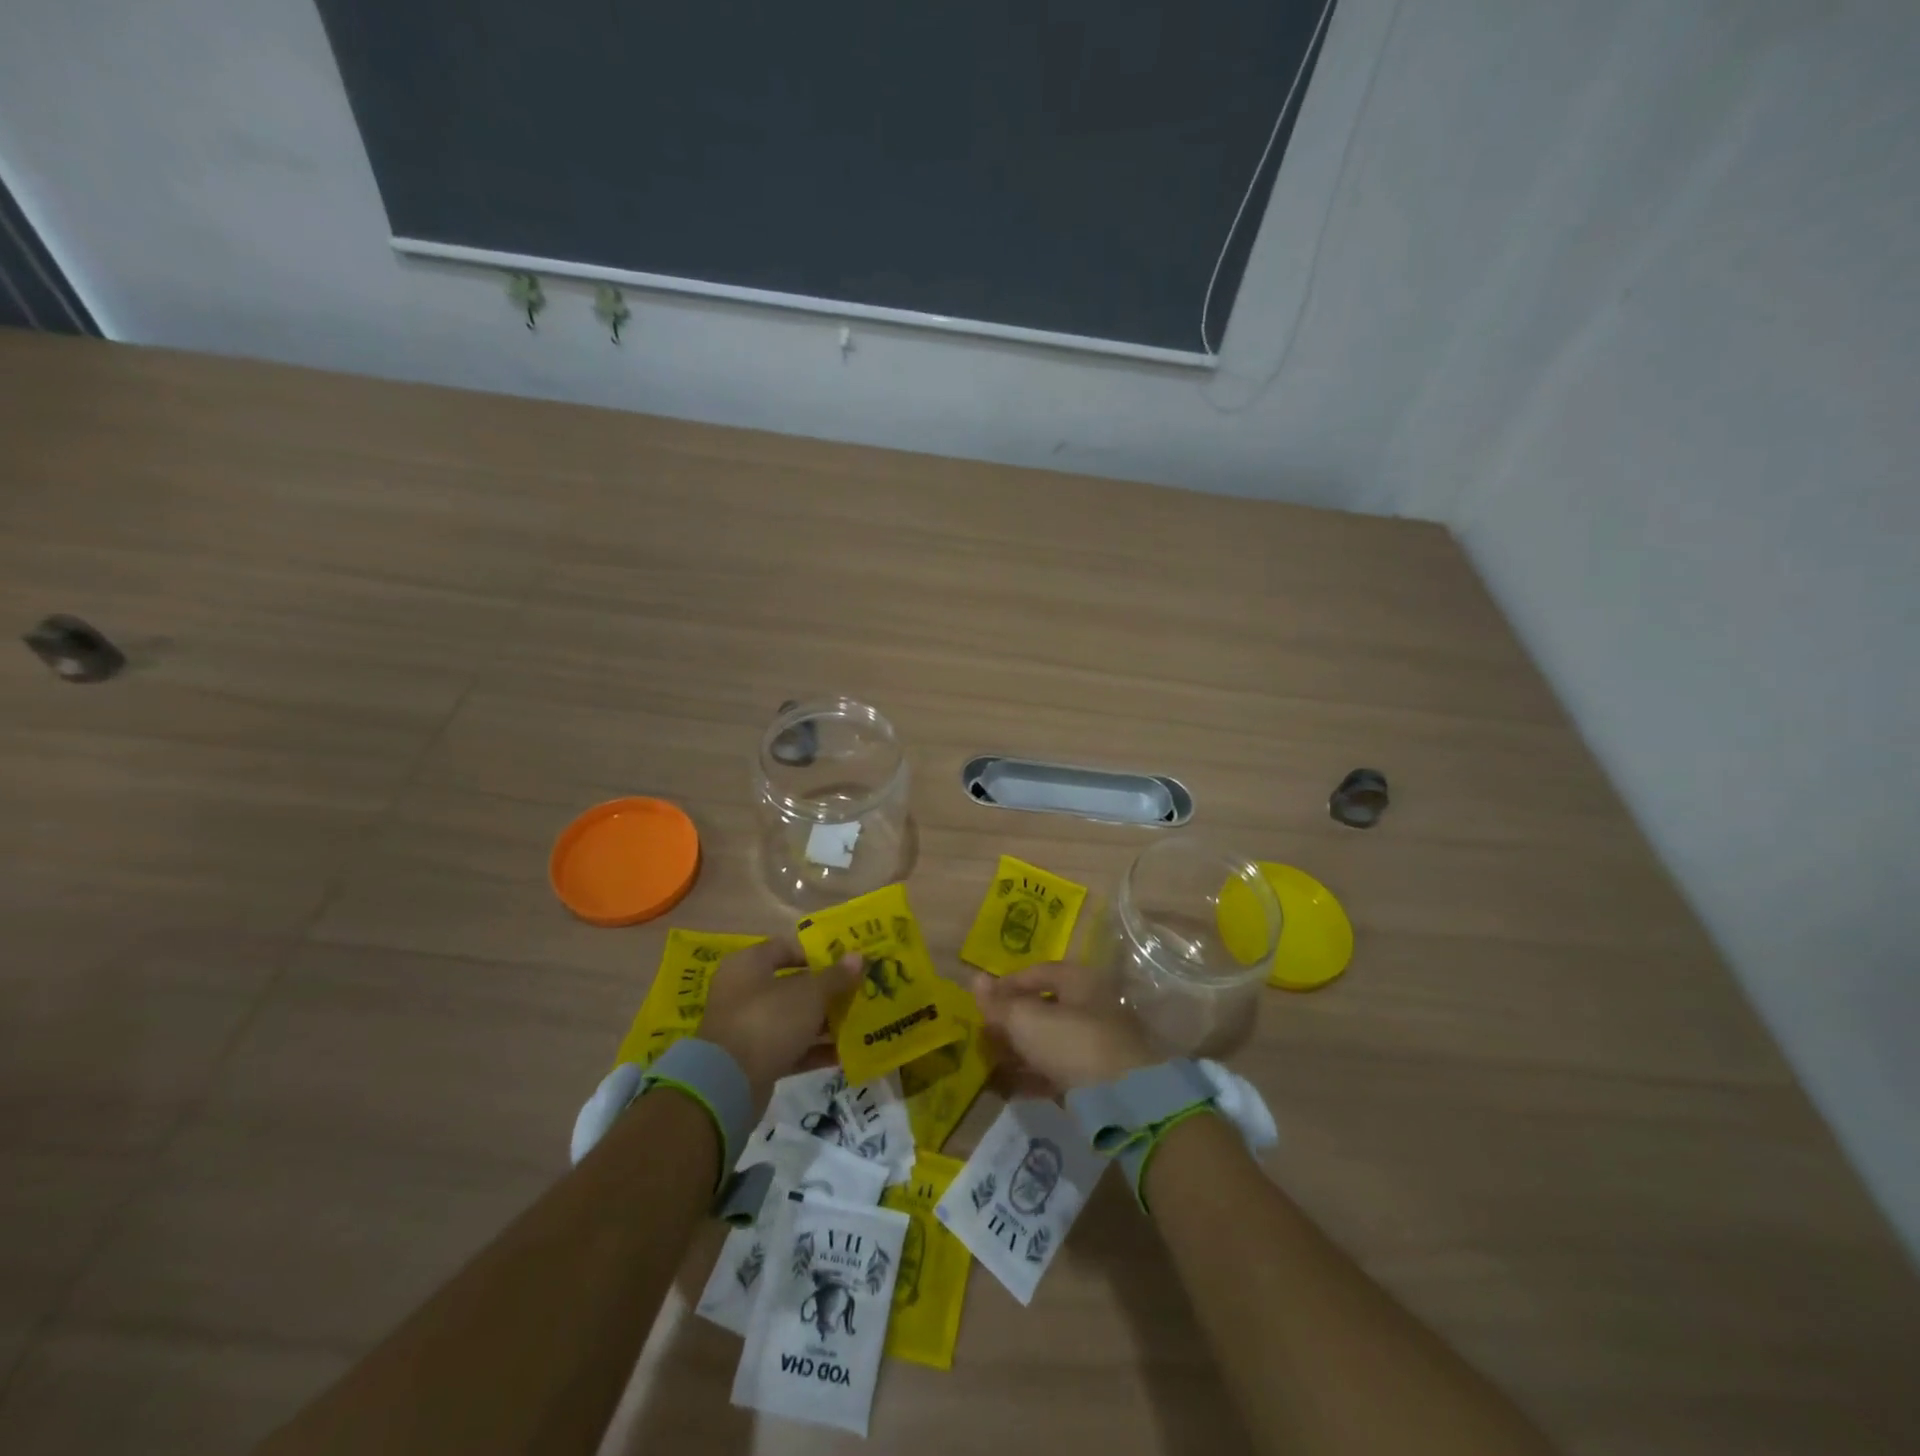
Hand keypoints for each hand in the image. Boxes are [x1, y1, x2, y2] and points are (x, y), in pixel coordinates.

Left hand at [701, 940, 861, 1102]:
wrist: (727, 1084)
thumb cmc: (768, 1020)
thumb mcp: (809, 994)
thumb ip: (836, 976)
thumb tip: (859, 957)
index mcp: (749, 964)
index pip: (786, 948)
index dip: (817, 953)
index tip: (846, 962)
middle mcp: (744, 991)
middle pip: (792, 985)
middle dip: (826, 991)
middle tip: (858, 992)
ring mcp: (747, 1027)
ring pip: (792, 1019)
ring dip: (823, 1022)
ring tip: (858, 1022)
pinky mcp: (753, 1060)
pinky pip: (790, 1048)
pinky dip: (814, 1050)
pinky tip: (844, 1054)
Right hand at [970, 962, 1158, 1095]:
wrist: (1124, 1101)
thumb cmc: (1072, 1043)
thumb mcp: (1026, 1020)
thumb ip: (999, 1003)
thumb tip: (976, 979)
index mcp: (1079, 981)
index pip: (1037, 973)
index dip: (1007, 985)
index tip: (982, 1002)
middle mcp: (1091, 1006)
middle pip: (1044, 1009)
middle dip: (1012, 1022)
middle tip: (985, 1036)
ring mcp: (1097, 1044)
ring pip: (1049, 1042)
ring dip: (1020, 1051)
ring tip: (991, 1064)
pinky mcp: (1097, 1079)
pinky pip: (1058, 1072)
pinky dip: (1034, 1077)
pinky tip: (1009, 1089)